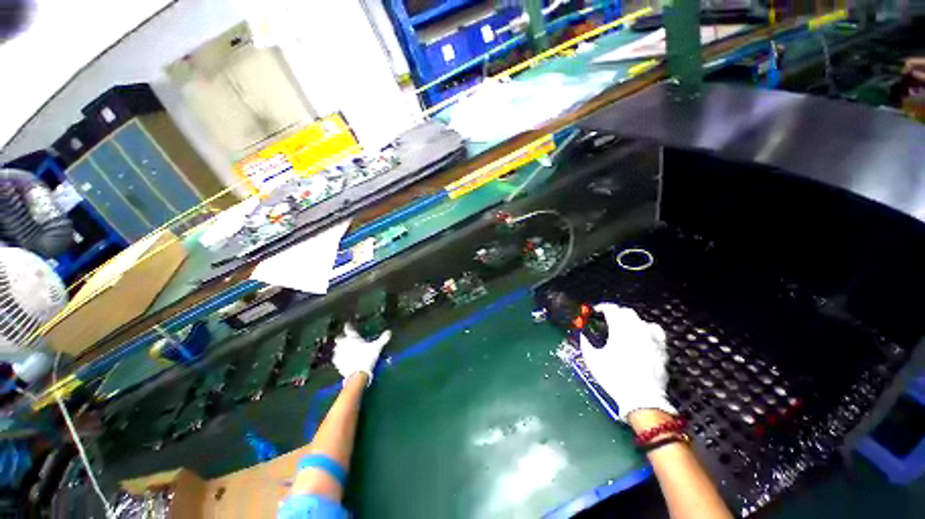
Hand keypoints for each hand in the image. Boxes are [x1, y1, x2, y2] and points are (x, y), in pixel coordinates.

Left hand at [332, 324, 391, 385]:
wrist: (357, 374)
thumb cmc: (367, 357)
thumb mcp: (377, 347)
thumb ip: (383, 339)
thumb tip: (389, 331)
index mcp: (352, 338)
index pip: (348, 328)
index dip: (348, 325)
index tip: (348, 324)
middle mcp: (343, 344)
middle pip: (339, 338)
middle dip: (342, 337)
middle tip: (346, 338)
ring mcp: (339, 354)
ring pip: (336, 348)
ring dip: (339, 347)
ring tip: (344, 349)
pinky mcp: (336, 363)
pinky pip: (336, 358)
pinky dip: (339, 357)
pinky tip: (342, 359)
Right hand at [579, 303, 674, 420]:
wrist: (642, 399)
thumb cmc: (614, 378)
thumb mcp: (592, 360)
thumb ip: (585, 344)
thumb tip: (582, 336)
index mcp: (619, 330)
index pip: (611, 309)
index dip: (602, 307)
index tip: (596, 311)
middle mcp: (637, 330)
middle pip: (626, 312)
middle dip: (615, 312)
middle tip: (607, 318)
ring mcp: (652, 338)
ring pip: (641, 320)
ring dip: (630, 320)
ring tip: (623, 327)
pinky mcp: (661, 348)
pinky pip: (655, 331)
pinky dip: (646, 329)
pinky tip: (642, 335)